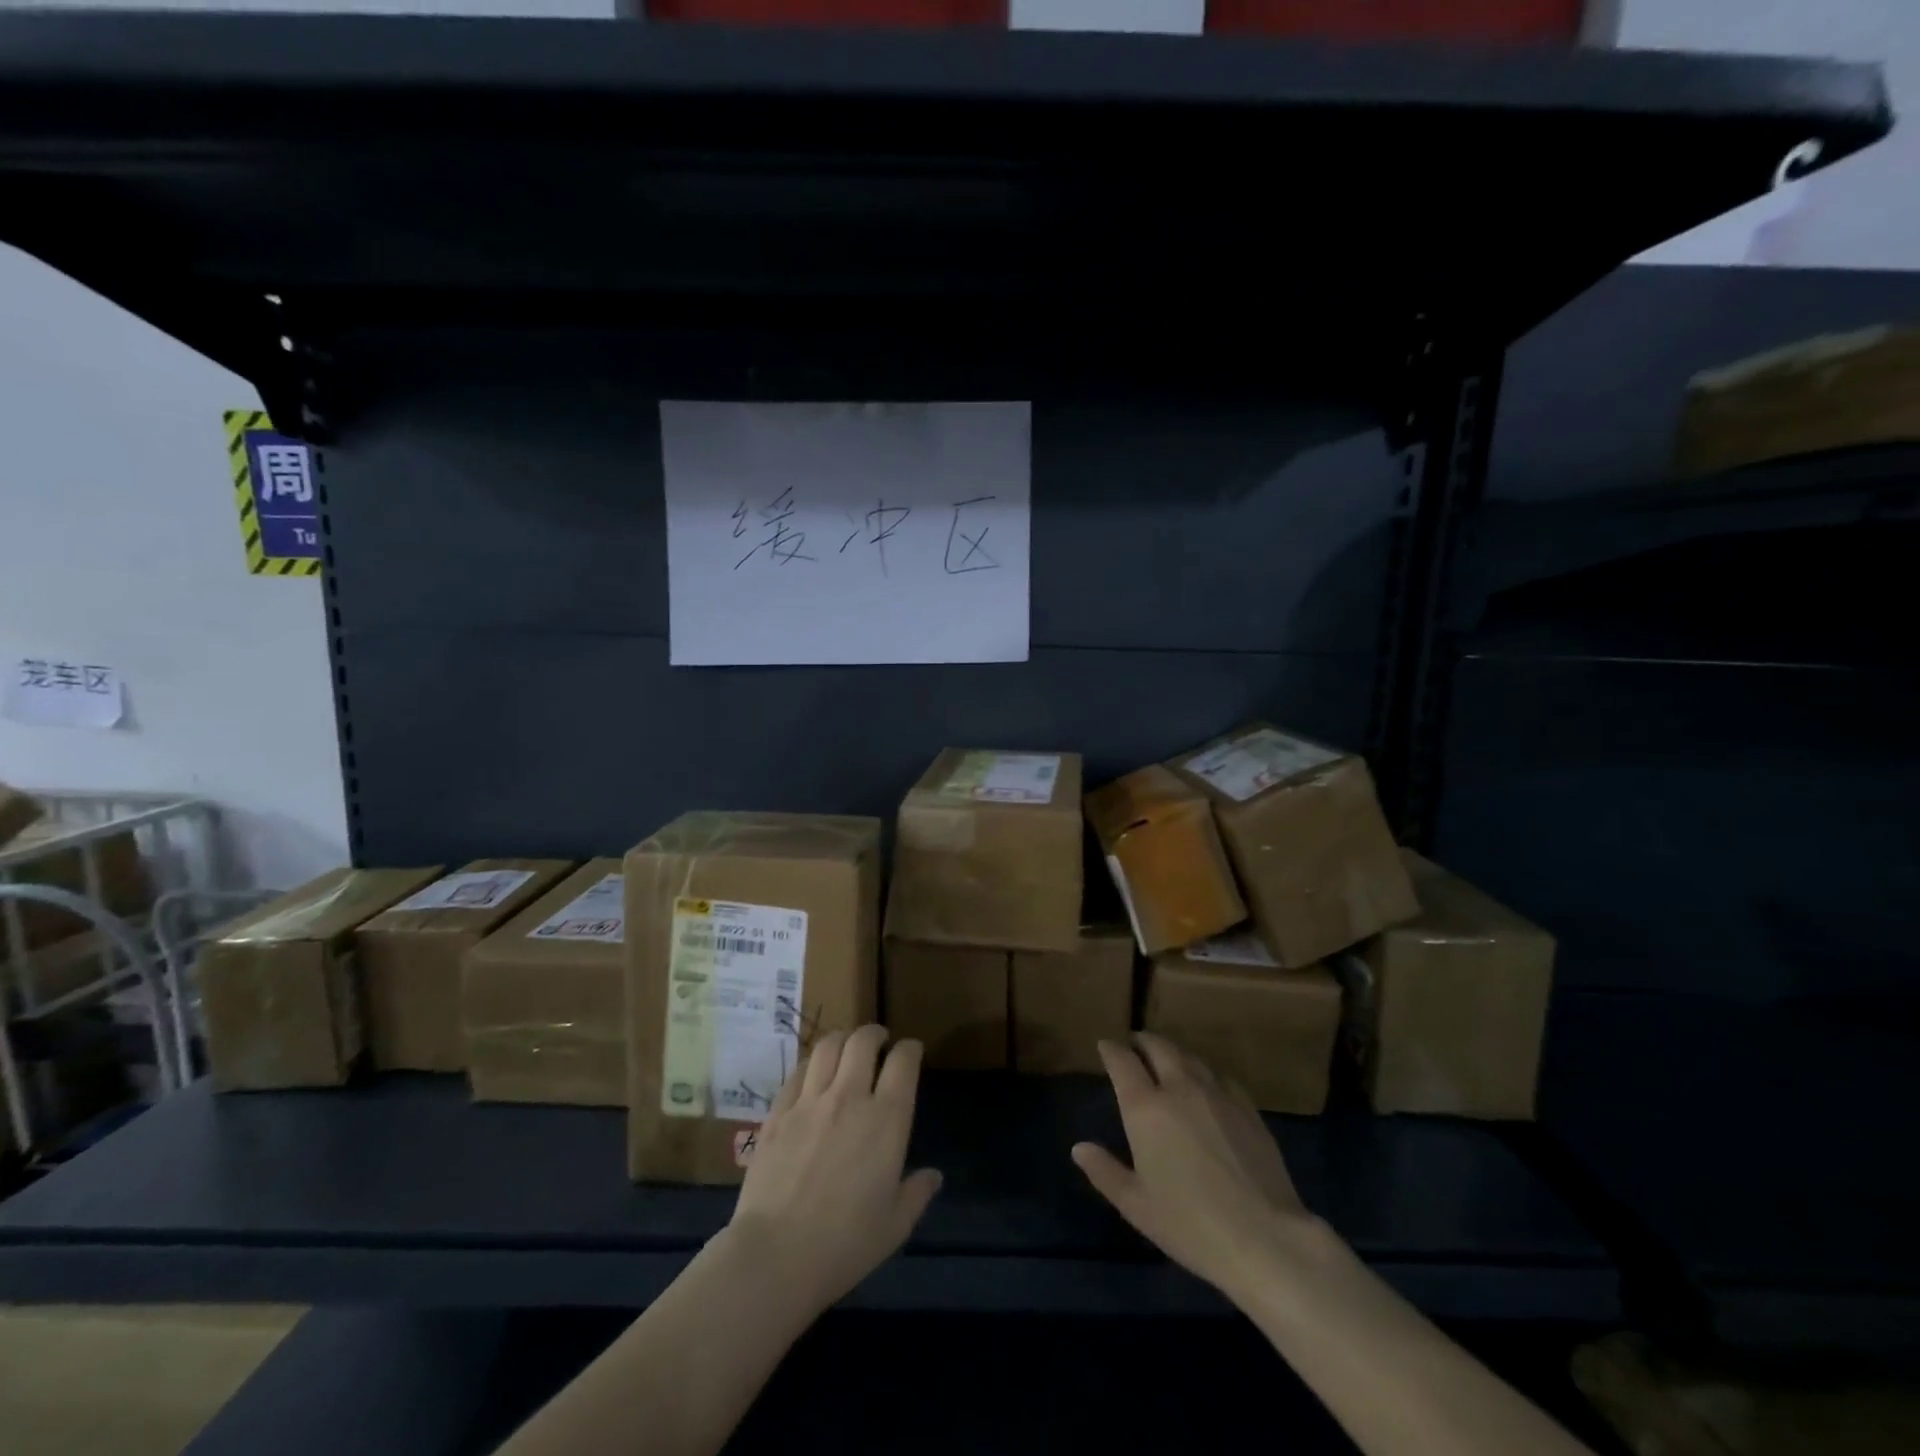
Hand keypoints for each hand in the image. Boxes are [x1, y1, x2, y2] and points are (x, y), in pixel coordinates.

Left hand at [721, 1025, 941, 1319]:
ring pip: (829, 1046)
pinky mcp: (778, 1112)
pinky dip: (812, 1063)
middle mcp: (850, 1097)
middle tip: (879, 1042)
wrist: (775, 1256)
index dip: (910, 1049)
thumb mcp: (895, 1226)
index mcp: (887, 1120)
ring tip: (846, 1049)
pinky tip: (814, 1074)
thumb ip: (917, 1193)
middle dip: (875, 1034)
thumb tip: (934, 1175)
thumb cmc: (844, 1244)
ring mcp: (810, 1101)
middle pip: (863, 1041)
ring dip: (843, 1040)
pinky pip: (799, 1071)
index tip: (912, 1051)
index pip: (903, 1062)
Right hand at [1073, 1033, 1314, 1298]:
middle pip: (1158, 1047)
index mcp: (1145, 1108)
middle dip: (1142, 1041)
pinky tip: (1205, 1084)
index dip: (1111, 1050)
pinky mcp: (1247, 1107)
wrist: (1264, 1238)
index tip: (1105, 1046)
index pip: (1122, 1061)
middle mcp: (1178, 1088)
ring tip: (1166, 1059)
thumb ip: (1105, 1171)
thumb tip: (1079, 1148)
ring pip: (1189, 1056)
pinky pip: (1218, 1075)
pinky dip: (1203, 1071)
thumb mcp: (1136, 1205)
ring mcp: (1216, 1093)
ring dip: (1172, 1052)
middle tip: (1134, 1045)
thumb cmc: (1190, 1224)